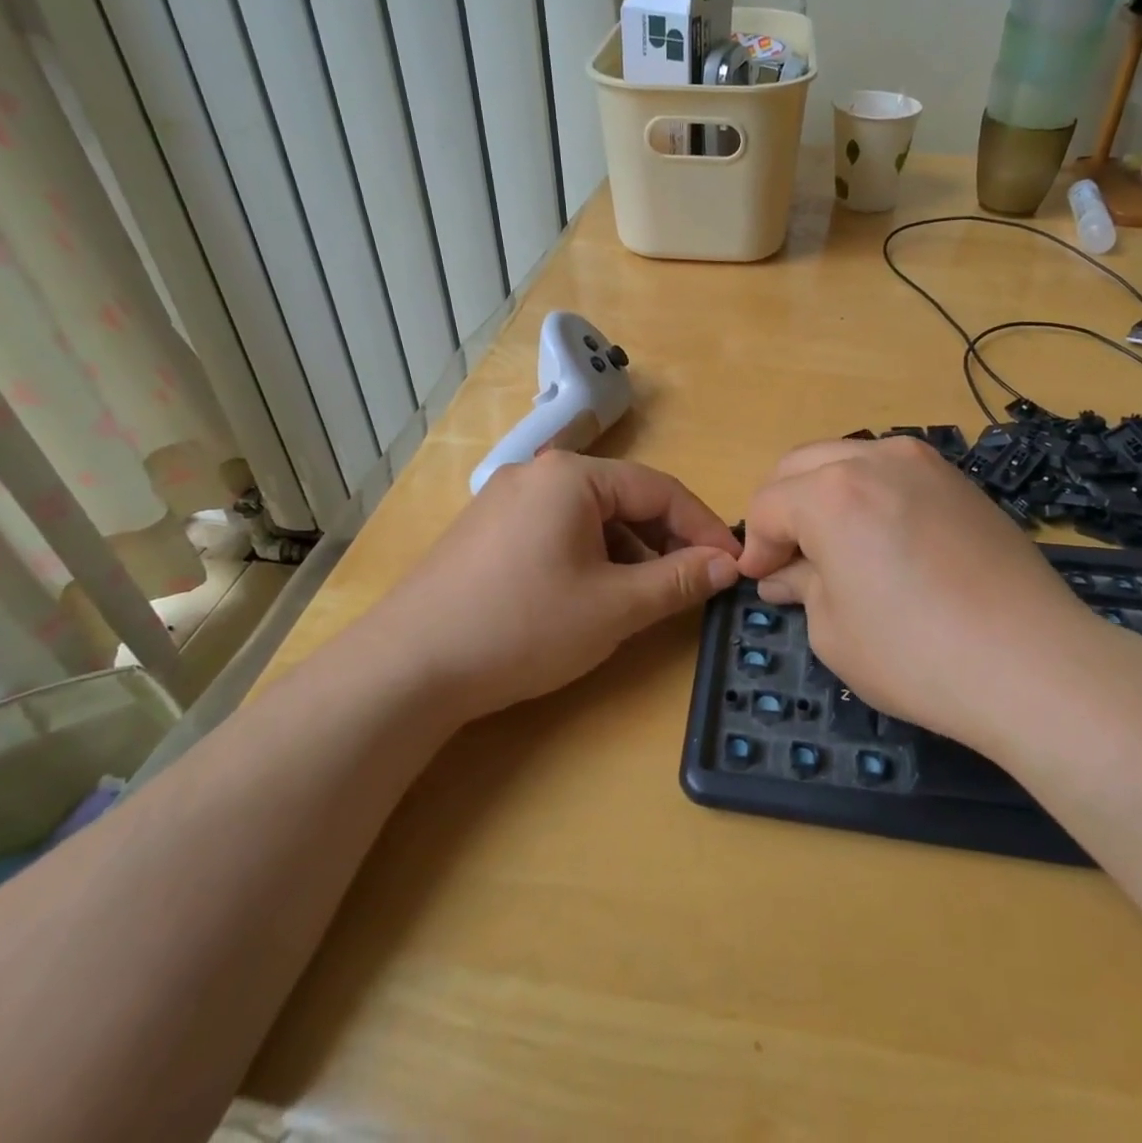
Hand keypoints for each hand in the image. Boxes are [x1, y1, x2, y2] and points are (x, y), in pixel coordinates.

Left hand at [380, 452, 741, 721]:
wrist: (408, 668)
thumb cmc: (523, 627)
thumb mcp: (615, 607)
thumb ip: (677, 580)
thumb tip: (726, 565)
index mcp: (572, 475)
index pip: (660, 489)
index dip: (703, 527)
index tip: (733, 565)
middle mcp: (538, 474)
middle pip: (624, 498)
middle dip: (665, 540)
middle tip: (693, 582)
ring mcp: (506, 500)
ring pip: (591, 517)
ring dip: (629, 552)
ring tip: (645, 596)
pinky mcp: (487, 531)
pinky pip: (558, 531)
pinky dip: (591, 557)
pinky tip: (593, 596)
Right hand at [737, 437, 1105, 757]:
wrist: (1035, 664)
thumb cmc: (916, 655)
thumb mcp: (834, 631)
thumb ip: (801, 586)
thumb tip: (782, 574)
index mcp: (831, 492)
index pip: (768, 504)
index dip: (755, 544)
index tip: (760, 578)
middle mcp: (874, 459)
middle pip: (800, 465)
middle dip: (783, 508)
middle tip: (788, 558)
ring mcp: (924, 463)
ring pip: (847, 459)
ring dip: (824, 493)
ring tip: (834, 544)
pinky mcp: (959, 480)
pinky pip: (892, 471)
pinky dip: (868, 492)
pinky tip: (883, 538)